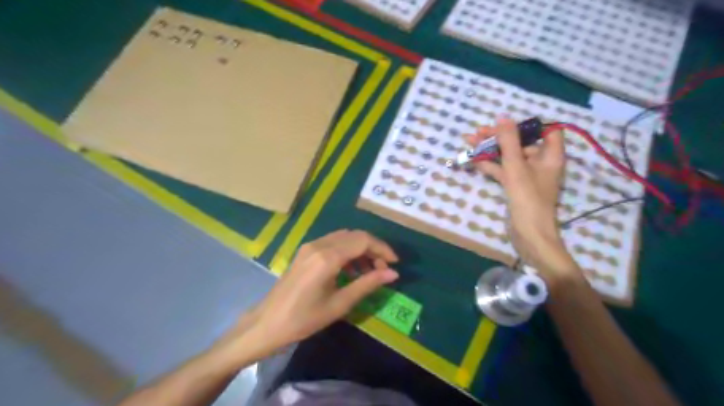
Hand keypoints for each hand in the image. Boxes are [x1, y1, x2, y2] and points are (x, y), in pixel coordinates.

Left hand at [222, 232, 398, 357]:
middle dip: (373, 248)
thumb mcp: (340, 304)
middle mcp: (319, 245)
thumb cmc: (304, 319)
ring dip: (360, 249)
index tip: (395, 263)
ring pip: (344, 237)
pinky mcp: (306, 251)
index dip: (382, 248)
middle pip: (354, 235)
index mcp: (327, 257)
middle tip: (384, 268)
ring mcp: (310, 246)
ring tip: (370, 271)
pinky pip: (333, 243)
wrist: (267, 324)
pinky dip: (347, 251)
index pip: (362, 241)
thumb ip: (367, 284)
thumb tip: (392, 274)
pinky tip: (351, 270)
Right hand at [467, 116, 580, 284]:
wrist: (529, 234)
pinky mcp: (517, 186)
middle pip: (522, 142)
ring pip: (509, 156)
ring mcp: (528, 175)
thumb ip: (509, 142)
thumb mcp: (516, 167)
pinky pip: (504, 170)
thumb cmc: (528, 198)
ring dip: (491, 149)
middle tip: (479, 132)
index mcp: (550, 155)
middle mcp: (541, 163)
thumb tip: (503, 117)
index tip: (507, 124)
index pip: (547, 131)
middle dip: (500, 136)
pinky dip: (491, 165)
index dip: (528, 125)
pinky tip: (475, 160)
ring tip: (470, 141)